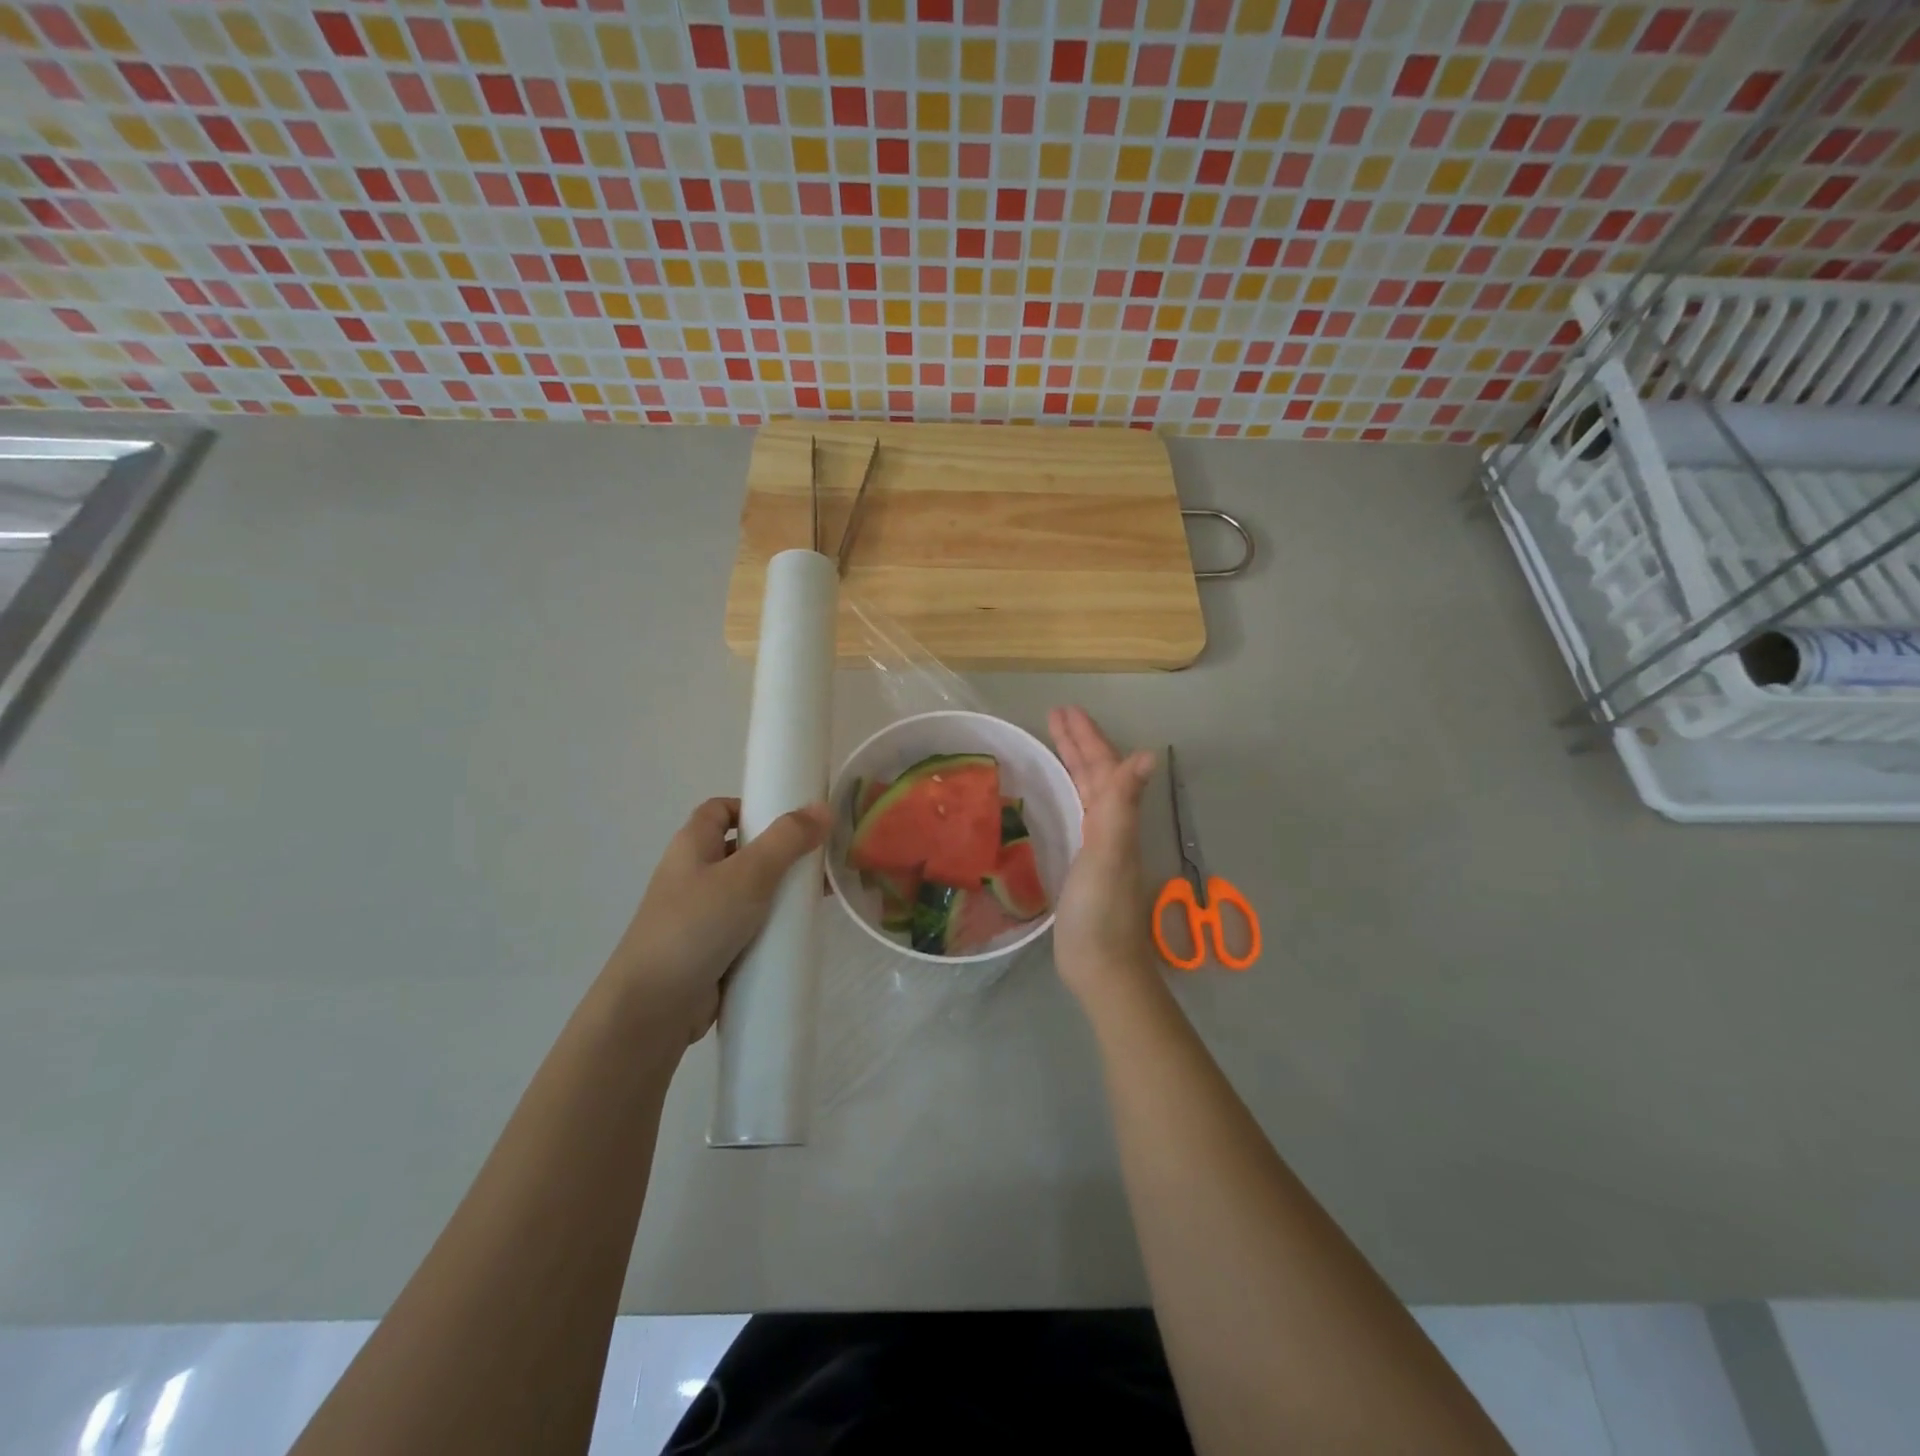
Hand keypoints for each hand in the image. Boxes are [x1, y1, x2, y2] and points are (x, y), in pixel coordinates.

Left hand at [605, 798, 831, 1044]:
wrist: (652, 1008)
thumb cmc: (695, 926)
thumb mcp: (747, 875)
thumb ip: (786, 840)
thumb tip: (823, 808)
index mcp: (692, 846)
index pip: (720, 810)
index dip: (753, 807)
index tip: (792, 819)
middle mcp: (694, 875)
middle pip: (742, 850)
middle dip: (780, 852)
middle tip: (820, 858)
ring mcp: (703, 915)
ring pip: (749, 892)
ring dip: (781, 892)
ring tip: (821, 895)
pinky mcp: (713, 949)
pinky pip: (749, 927)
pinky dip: (773, 926)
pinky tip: (802, 931)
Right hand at [1048, 707, 1159, 1004]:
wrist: (1100, 967)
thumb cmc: (1101, 910)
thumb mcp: (1109, 852)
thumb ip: (1122, 804)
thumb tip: (1148, 754)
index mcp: (1116, 819)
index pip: (1102, 767)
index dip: (1085, 738)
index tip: (1063, 710)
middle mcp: (1111, 827)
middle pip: (1095, 775)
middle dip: (1076, 743)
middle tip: (1053, 716)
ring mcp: (1097, 847)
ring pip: (1085, 793)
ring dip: (1070, 764)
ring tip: (1051, 742)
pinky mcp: (1081, 866)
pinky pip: (1075, 815)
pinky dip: (1065, 795)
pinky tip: (1054, 797)